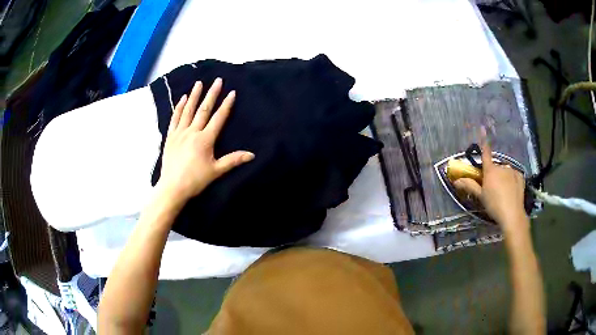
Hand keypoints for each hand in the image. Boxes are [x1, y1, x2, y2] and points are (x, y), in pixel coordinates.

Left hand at [157, 78, 253, 205]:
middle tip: (217, 80)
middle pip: (204, 110)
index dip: (226, 105)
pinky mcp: (170, 137)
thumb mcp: (216, 171)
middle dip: (212, 94)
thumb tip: (252, 155)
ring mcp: (180, 133)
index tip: (232, 92)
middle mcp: (192, 132)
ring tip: (199, 83)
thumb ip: (233, 160)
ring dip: (195, 96)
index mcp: (205, 140)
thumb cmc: (195, 180)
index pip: (218, 118)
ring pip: (188, 110)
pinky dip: (179, 107)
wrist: (172, 188)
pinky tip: (183, 98)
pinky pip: (175, 118)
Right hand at [453, 131, 527, 234]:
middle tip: (493, 189)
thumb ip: (470, 186)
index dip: (483, 141)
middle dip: (494, 175)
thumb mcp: (481, 197)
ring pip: (505, 172)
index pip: (485, 153)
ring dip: (503, 178)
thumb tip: (456, 181)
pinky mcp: (520, 176)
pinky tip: (512, 191)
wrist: (512, 214)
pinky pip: (514, 176)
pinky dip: (512, 181)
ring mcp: (512, 171)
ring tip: (504, 192)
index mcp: (490, 170)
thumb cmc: (494, 205)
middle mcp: (501, 167)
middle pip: (496, 167)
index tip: (482, 128)